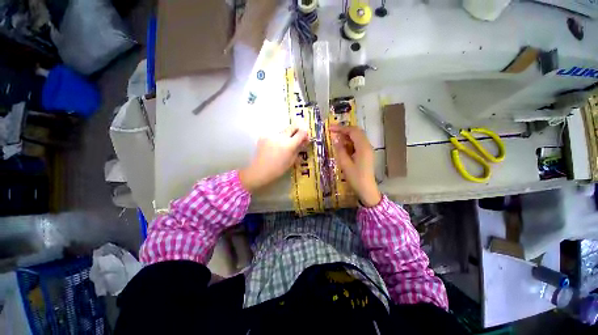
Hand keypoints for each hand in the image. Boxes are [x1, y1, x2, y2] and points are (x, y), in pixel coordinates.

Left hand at [240, 125, 308, 191]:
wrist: (259, 170)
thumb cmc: (278, 169)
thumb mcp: (291, 161)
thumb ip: (298, 149)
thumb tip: (303, 142)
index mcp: (289, 144)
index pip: (301, 132)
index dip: (305, 134)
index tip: (305, 138)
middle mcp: (281, 137)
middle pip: (292, 126)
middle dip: (297, 130)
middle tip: (298, 137)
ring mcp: (271, 135)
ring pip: (283, 131)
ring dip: (287, 135)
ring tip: (284, 145)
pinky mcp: (264, 136)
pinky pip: (275, 135)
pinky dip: (278, 139)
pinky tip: (275, 147)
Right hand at [331, 125, 381, 206]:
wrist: (367, 189)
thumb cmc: (355, 178)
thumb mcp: (345, 164)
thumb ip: (340, 150)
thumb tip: (335, 138)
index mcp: (363, 147)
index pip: (353, 131)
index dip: (341, 128)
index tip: (330, 128)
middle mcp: (367, 145)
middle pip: (356, 132)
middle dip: (344, 130)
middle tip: (332, 132)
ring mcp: (368, 150)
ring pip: (357, 137)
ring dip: (347, 136)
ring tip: (335, 138)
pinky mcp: (366, 154)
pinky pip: (358, 143)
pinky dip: (350, 142)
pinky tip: (342, 146)